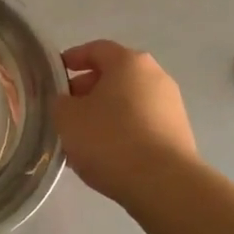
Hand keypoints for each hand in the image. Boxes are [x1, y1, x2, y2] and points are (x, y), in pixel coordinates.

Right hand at [54, 40, 198, 205]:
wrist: (164, 184)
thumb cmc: (110, 140)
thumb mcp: (67, 118)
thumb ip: (59, 102)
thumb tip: (67, 102)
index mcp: (129, 62)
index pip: (95, 49)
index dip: (72, 58)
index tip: (54, 75)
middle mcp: (155, 75)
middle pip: (114, 75)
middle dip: (87, 90)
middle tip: (66, 111)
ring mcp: (171, 105)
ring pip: (128, 101)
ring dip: (104, 113)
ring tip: (83, 139)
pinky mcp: (179, 133)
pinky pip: (142, 123)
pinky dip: (123, 130)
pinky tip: (108, 154)